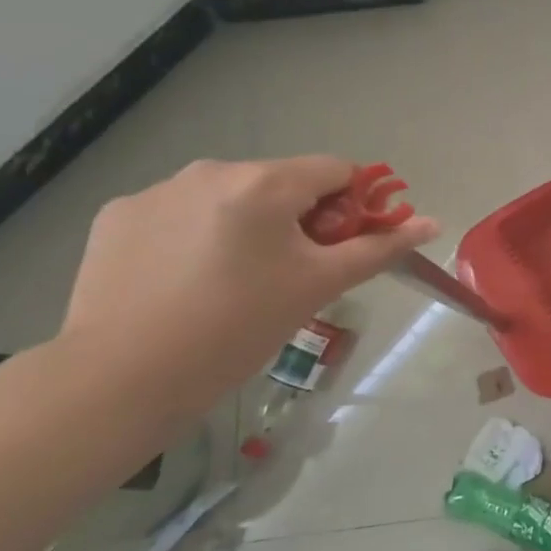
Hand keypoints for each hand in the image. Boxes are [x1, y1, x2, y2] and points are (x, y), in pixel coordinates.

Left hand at [61, 156, 439, 410]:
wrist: (119, 380)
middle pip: (281, 182)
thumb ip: (378, 248)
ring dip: (246, 225)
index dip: (352, 205)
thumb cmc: (236, 328)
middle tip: (290, 273)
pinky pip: (179, 213)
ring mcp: (157, 190)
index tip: (341, 247)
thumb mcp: (318, 286)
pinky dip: (194, 236)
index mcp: (265, 182)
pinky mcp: (118, 216)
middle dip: (298, 219)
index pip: (336, 170)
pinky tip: (183, 281)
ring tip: (231, 282)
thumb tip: (432, 224)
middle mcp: (211, 170)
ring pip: (229, 197)